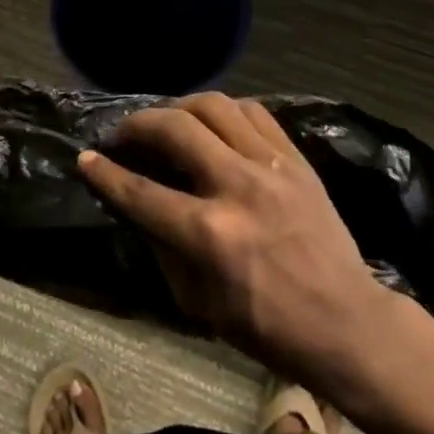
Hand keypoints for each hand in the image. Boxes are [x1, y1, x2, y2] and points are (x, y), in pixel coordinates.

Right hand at [77, 94, 394, 387]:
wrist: (347, 323)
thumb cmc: (268, 327)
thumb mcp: (199, 304)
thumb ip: (163, 248)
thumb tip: (137, 206)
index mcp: (209, 234)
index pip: (141, 191)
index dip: (105, 173)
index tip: (86, 158)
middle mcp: (236, 187)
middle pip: (174, 129)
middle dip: (137, 124)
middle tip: (123, 133)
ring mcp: (271, 166)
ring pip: (215, 106)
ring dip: (180, 107)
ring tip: (168, 121)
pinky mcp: (296, 158)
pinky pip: (254, 112)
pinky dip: (225, 110)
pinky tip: (214, 123)